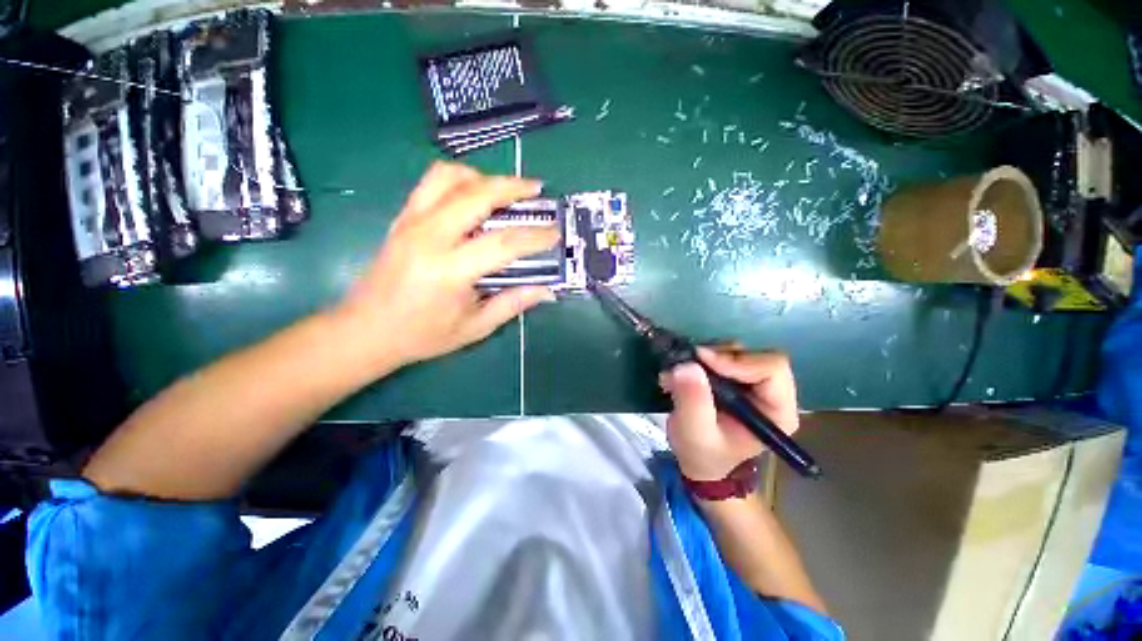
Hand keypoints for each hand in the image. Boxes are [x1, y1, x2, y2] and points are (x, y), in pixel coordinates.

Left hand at [334, 162, 559, 368]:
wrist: (364, 330)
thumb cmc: (421, 335)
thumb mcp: (473, 327)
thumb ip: (512, 304)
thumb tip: (546, 290)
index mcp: (449, 271)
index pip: (502, 243)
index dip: (535, 236)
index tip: (555, 232)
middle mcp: (428, 238)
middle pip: (476, 195)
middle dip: (512, 187)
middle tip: (536, 189)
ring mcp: (411, 222)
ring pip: (448, 177)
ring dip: (482, 176)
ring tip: (504, 189)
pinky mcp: (401, 218)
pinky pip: (431, 183)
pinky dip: (459, 179)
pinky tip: (474, 194)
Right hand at [661, 345, 799, 481]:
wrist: (698, 459)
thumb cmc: (703, 453)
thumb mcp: (695, 432)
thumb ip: (694, 401)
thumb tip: (688, 365)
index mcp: (776, 411)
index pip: (771, 369)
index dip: (738, 361)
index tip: (702, 361)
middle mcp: (772, 393)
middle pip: (755, 355)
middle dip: (720, 356)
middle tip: (690, 362)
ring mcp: (754, 383)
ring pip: (738, 351)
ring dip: (708, 355)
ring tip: (683, 370)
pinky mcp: (737, 377)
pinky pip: (723, 353)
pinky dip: (702, 357)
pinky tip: (685, 372)